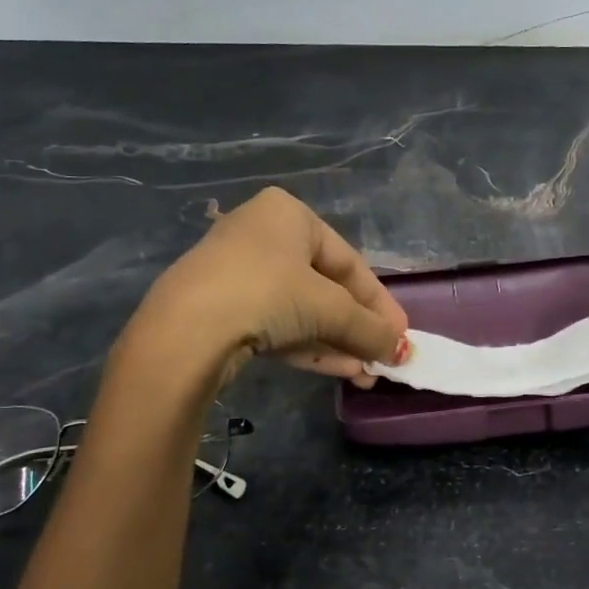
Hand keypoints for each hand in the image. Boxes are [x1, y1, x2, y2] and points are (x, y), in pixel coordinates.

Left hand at [125, 188, 407, 386]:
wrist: (186, 331)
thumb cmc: (268, 293)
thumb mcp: (329, 309)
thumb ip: (370, 328)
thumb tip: (402, 351)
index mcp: (289, 215)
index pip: (349, 261)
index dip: (379, 302)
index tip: (401, 334)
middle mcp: (263, 235)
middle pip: (327, 288)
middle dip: (358, 328)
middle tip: (385, 358)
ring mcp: (239, 274)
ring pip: (303, 311)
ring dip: (339, 343)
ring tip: (367, 373)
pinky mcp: (224, 310)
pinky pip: (279, 326)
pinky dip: (311, 347)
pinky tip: (342, 371)